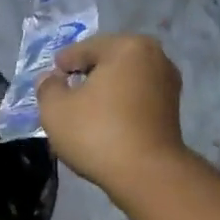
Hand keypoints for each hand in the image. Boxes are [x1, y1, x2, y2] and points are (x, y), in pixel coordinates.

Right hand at [36, 33, 186, 195]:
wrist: (146, 173)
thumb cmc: (97, 133)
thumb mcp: (55, 110)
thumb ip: (47, 88)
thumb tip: (50, 79)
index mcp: (127, 47)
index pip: (86, 48)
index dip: (63, 62)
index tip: (51, 76)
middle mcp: (155, 57)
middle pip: (109, 62)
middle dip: (87, 75)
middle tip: (66, 92)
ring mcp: (168, 84)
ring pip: (125, 81)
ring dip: (105, 91)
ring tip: (84, 110)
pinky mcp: (172, 110)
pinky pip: (137, 100)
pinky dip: (120, 106)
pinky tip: (105, 122)